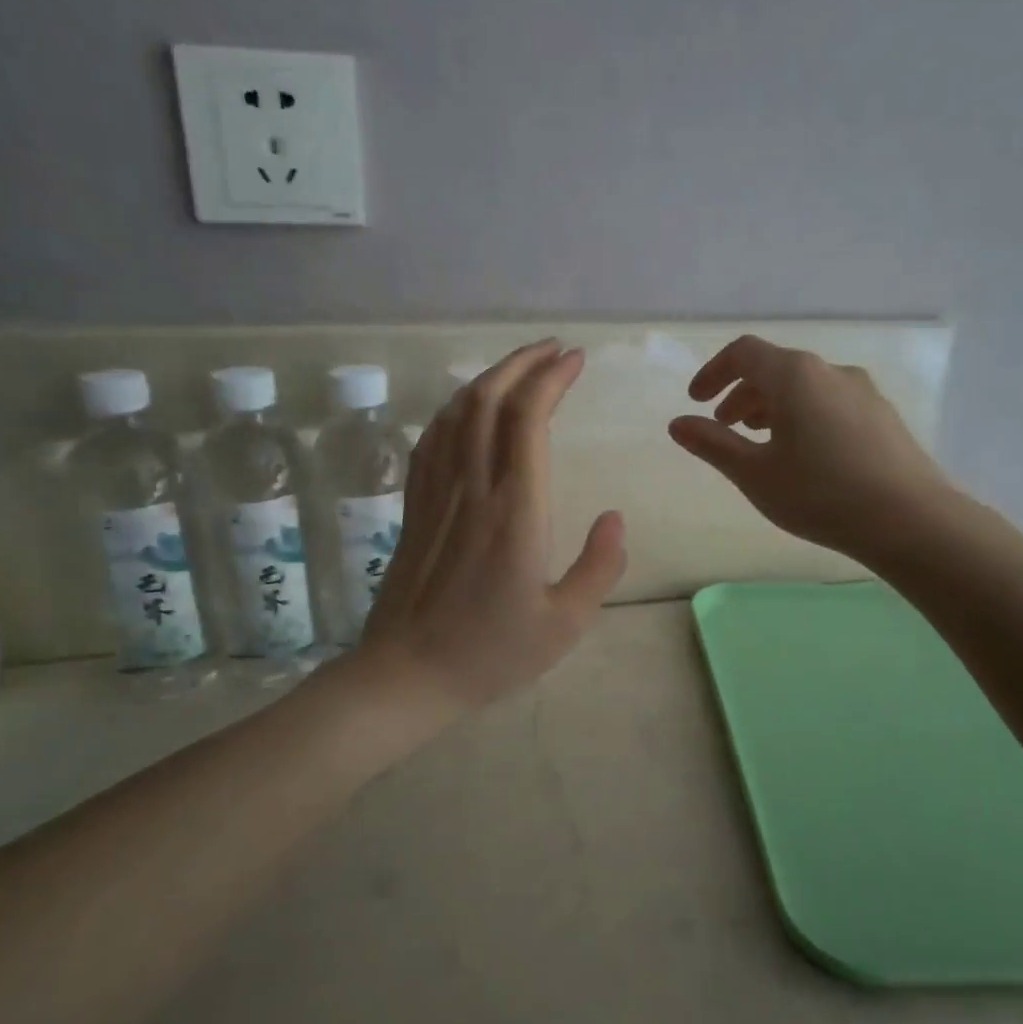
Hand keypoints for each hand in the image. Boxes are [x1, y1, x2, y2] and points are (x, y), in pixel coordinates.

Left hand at [358, 340, 627, 715]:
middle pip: (490, 400)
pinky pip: (431, 440)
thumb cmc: (491, 652)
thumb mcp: (565, 623)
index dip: (551, 378)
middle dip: (522, 363)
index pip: (529, 418)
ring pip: (457, 413)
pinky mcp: (415, 506)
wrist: (407, 674)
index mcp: (516, 510)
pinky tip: (467, 407)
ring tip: (519, 366)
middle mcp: (473, 487)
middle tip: (553, 349)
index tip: (575, 360)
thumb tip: (615, 517)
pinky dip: (453, 409)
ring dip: (489, 378)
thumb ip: (600, 567)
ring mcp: (437, 493)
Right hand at [668, 335, 951, 564]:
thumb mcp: (755, 473)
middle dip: (742, 394)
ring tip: (761, 442)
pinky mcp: (882, 416)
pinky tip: (805, 454)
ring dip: (773, 406)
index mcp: (795, 376)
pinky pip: (830, 402)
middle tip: (725, 427)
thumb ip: (713, 444)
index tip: (697, 401)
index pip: (743, 353)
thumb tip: (678, 423)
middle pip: (775, 368)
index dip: (713, 372)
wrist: (910, 520)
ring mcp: (863, 391)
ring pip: (805, 387)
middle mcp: (830, 371)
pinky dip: (803, 415)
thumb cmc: (820, 494)